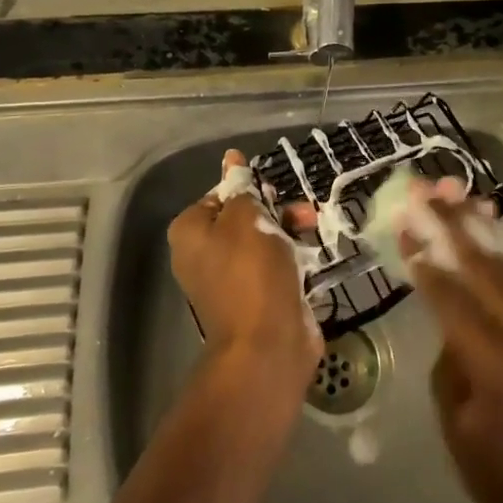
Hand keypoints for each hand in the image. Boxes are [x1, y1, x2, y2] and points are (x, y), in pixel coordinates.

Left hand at [167, 150, 320, 389]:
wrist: (267, 344)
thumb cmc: (251, 272)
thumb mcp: (247, 218)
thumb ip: (241, 187)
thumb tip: (231, 158)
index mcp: (190, 232)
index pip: (219, 195)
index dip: (248, 189)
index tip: (272, 192)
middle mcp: (203, 255)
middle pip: (242, 217)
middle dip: (274, 210)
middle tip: (299, 210)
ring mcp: (229, 280)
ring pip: (262, 240)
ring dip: (288, 230)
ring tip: (312, 226)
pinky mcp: (256, 298)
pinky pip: (273, 266)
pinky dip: (291, 257)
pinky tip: (311, 254)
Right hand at [403, 194, 502, 502]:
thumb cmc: (491, 470)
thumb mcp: (453, 412)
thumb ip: (450, 347)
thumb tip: (444, 296)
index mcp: (500, 369)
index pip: (454, 299)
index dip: (426, 261)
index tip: (404, 224)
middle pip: (484, 270)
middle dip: (450, 226)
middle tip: (426, 190)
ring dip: (478, 229)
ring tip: (453, 193)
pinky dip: (500, 253)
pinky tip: (483, 225)